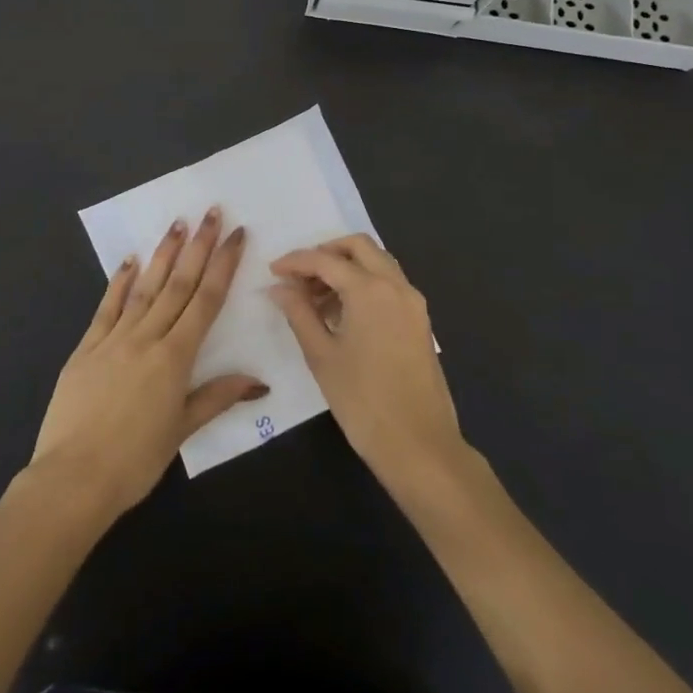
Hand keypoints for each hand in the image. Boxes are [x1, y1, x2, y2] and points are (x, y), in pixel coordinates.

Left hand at [31, 209, 266, 520]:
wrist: (72, 479)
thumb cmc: (134, 461)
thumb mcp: (181, 431)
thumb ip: (217, 397)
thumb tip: (258, 380)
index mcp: (175, 358)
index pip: (206, 301)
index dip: (223, 265)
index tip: (236, 235)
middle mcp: (146, 338)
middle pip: (178, 284)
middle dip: (198, 246)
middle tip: (211, 212)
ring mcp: (113, 339)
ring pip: (144, 288)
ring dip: (163, 254)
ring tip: (177, 224)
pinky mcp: (86, 348)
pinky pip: (106, 308)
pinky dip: (119, 282)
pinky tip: (129, 261)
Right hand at [270, 235, 465, 492]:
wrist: (419, 445)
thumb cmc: (363, 401)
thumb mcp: (322, 356)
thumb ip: (299, 314)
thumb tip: (280, 288)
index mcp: (370, 289)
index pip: (325, 260)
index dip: (295, 261)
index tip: (272, 271)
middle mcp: (396, 285)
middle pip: (358, 247)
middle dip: (325, 253)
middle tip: (299, 276)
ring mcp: (413, 302)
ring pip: (377, 263)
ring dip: (346, 268)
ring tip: (315, 299)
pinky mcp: (420, 321)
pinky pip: (389, 285)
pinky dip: (364, 285)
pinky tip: (342, 314)